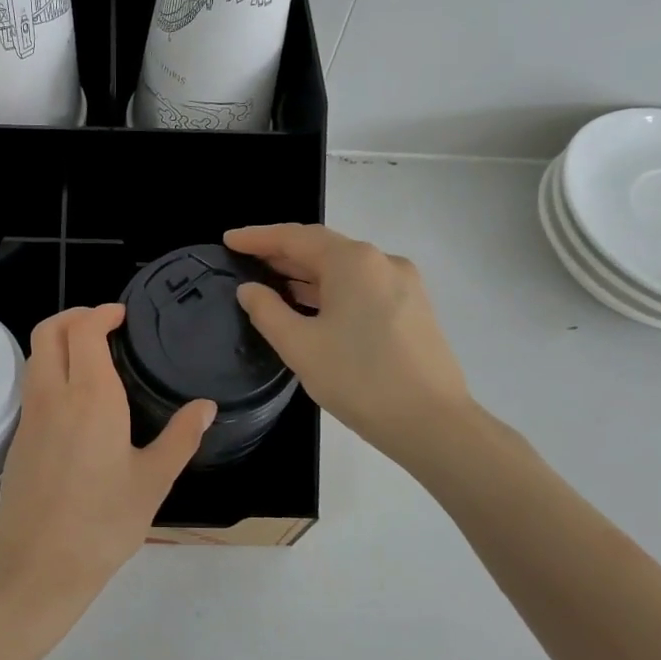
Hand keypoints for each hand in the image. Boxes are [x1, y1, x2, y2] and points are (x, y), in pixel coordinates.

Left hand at [0, 305, 214, 638]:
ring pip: (35, 357)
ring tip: (92, 357)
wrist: (39, 566)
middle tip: (104, 325)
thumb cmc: (104, 524)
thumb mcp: (153, 481)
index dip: (101, 313)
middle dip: (74, 316)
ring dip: (59, 341)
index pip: (84, 330)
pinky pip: (32, 385)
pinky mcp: (18, 438)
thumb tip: (205, 407)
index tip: (122, 315)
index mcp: (90, 397)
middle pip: (48, 331)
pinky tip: (77, 400)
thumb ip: (180, 438)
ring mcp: (29, 416)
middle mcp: (53, 396)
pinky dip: (50, 370)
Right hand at [225, 223, 476, 460]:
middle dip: (282, 254)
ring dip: (307, 274)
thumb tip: (249, 289)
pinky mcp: (413, 309)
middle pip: (323, 248)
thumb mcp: (299, 346)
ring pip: (344, 270)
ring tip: (271, 283)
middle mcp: (382, 262)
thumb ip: (267, 311)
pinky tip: (311, 306)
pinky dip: (331, 290)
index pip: (295, 237)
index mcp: (353, 261)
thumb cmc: (359, 379)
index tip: (228, 240)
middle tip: (245, 261)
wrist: (432, 422)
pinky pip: (362, 288)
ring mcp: (403, 285)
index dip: (258, 238)